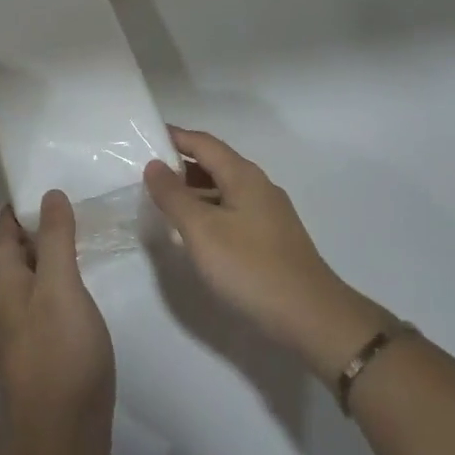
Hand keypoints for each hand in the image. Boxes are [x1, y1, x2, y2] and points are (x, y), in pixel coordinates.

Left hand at [0, 191, 114, 454]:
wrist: (62, 442)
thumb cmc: (60, 356)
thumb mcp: (61, 288)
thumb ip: (55, 242)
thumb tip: (49, 194)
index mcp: (6, 287)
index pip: (2, 235)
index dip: (12, 207)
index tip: (30, 178)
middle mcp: (8, 307)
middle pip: (13, 257)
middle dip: (29, 227)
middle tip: (59, 197)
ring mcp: (25, 334)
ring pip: (30, 281)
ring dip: (44, 254)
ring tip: (71, 230)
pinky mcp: (45, 354)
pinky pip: (47, 303)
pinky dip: (58, 282)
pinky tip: (78, 282)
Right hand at [144, 127, 389, 381]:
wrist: (311, 317)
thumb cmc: (251, 268)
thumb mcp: (202, 231)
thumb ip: (174, 196)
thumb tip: (154, 165)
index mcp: (243, 175)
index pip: (203, 143)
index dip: (174, 137)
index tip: (143, 137)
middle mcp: (258, 186)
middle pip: (214, 163)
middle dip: (180, 164)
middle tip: (144, 172)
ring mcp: (268, 213)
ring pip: (223, 190)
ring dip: (193, 190)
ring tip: (160, 201)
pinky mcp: (270, 238)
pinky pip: (231, 212)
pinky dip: (207, 211)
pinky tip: (193, 232)